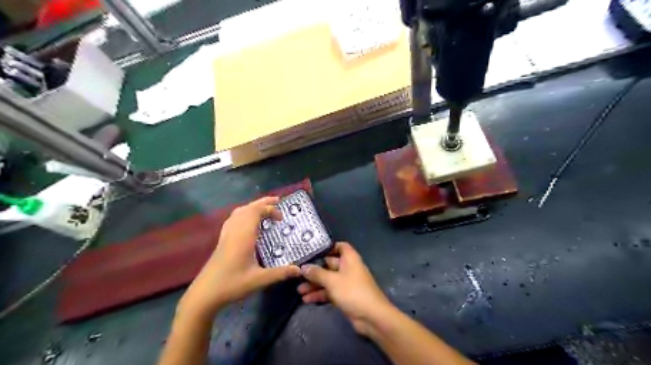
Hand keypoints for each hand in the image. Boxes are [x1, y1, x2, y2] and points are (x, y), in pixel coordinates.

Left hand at [177, 196, 299, 317]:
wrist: (204, 294)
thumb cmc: (232, 285)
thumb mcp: (259, 280)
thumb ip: (280, 273)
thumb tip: (299, 270)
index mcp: (243, 236)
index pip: (256, 212)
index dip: (270, 210)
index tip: (281, 218)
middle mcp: (234, 231)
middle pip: (248, 208)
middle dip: (263, 202)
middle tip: (277, 201)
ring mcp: (226, 235)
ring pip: (239, 212)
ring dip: (252, 206)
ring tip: (264, 208)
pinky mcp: (222, 240)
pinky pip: (233, 219)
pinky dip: (243, 213)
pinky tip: (247, 221)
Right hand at [298, 243, 392, 336]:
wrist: (371, 316)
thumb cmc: (352, 291)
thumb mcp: (332, 281)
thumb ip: (317, 273)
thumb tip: (303, 267)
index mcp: (349, 258)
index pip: (339, 246)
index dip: (327, 247)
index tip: (311, 250)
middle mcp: (348, 268)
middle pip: (329, 264)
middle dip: (314, 269)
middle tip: (298, 273)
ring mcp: (346, 283)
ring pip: (328, 280)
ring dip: (315, 284)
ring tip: (299, 290)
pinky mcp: (345, 296)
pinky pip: (330, 291)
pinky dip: (320, 294)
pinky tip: (306, 299)